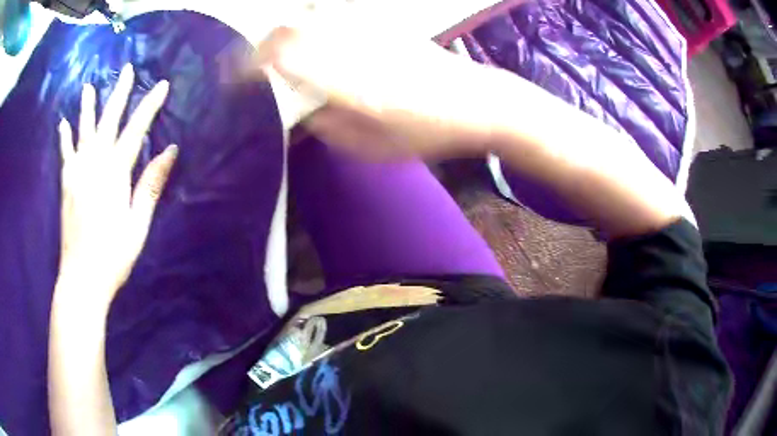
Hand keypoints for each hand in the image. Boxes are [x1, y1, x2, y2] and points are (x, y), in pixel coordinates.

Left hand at [56, 64, 176, 310]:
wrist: (82, 279)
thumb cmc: (113, 256)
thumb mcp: (138, 224)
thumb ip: (150, 184)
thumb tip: (170, 150)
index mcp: (115, 174)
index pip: (135, 130)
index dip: (149, 106)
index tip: (161, 85)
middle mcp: (95, 165)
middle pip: (108, 121)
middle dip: (119, 93)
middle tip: (127, 70)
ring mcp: (77, 173)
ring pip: (84, 131)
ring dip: (87, 107)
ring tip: (88, 87)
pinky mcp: (66, 185)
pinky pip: (65, 154)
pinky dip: (65, 137)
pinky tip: (63, 123)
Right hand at [250, 25, 496, 158]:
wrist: (476, 102)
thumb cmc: (428, 132)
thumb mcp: (372, 148)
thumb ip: (328, 129)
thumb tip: (301, 114)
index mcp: (348, 84)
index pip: (284, 58)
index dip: (252, 63)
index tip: (237, 74)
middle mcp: (353, 49)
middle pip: (292, 28)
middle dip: (262, 43)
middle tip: (254, 61)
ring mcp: (370, 31)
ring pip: (312, 15)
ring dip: (286, 29)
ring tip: (278, 48)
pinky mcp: (384, 23)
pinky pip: (337, 13)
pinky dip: (314, 21)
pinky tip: (314, 33)